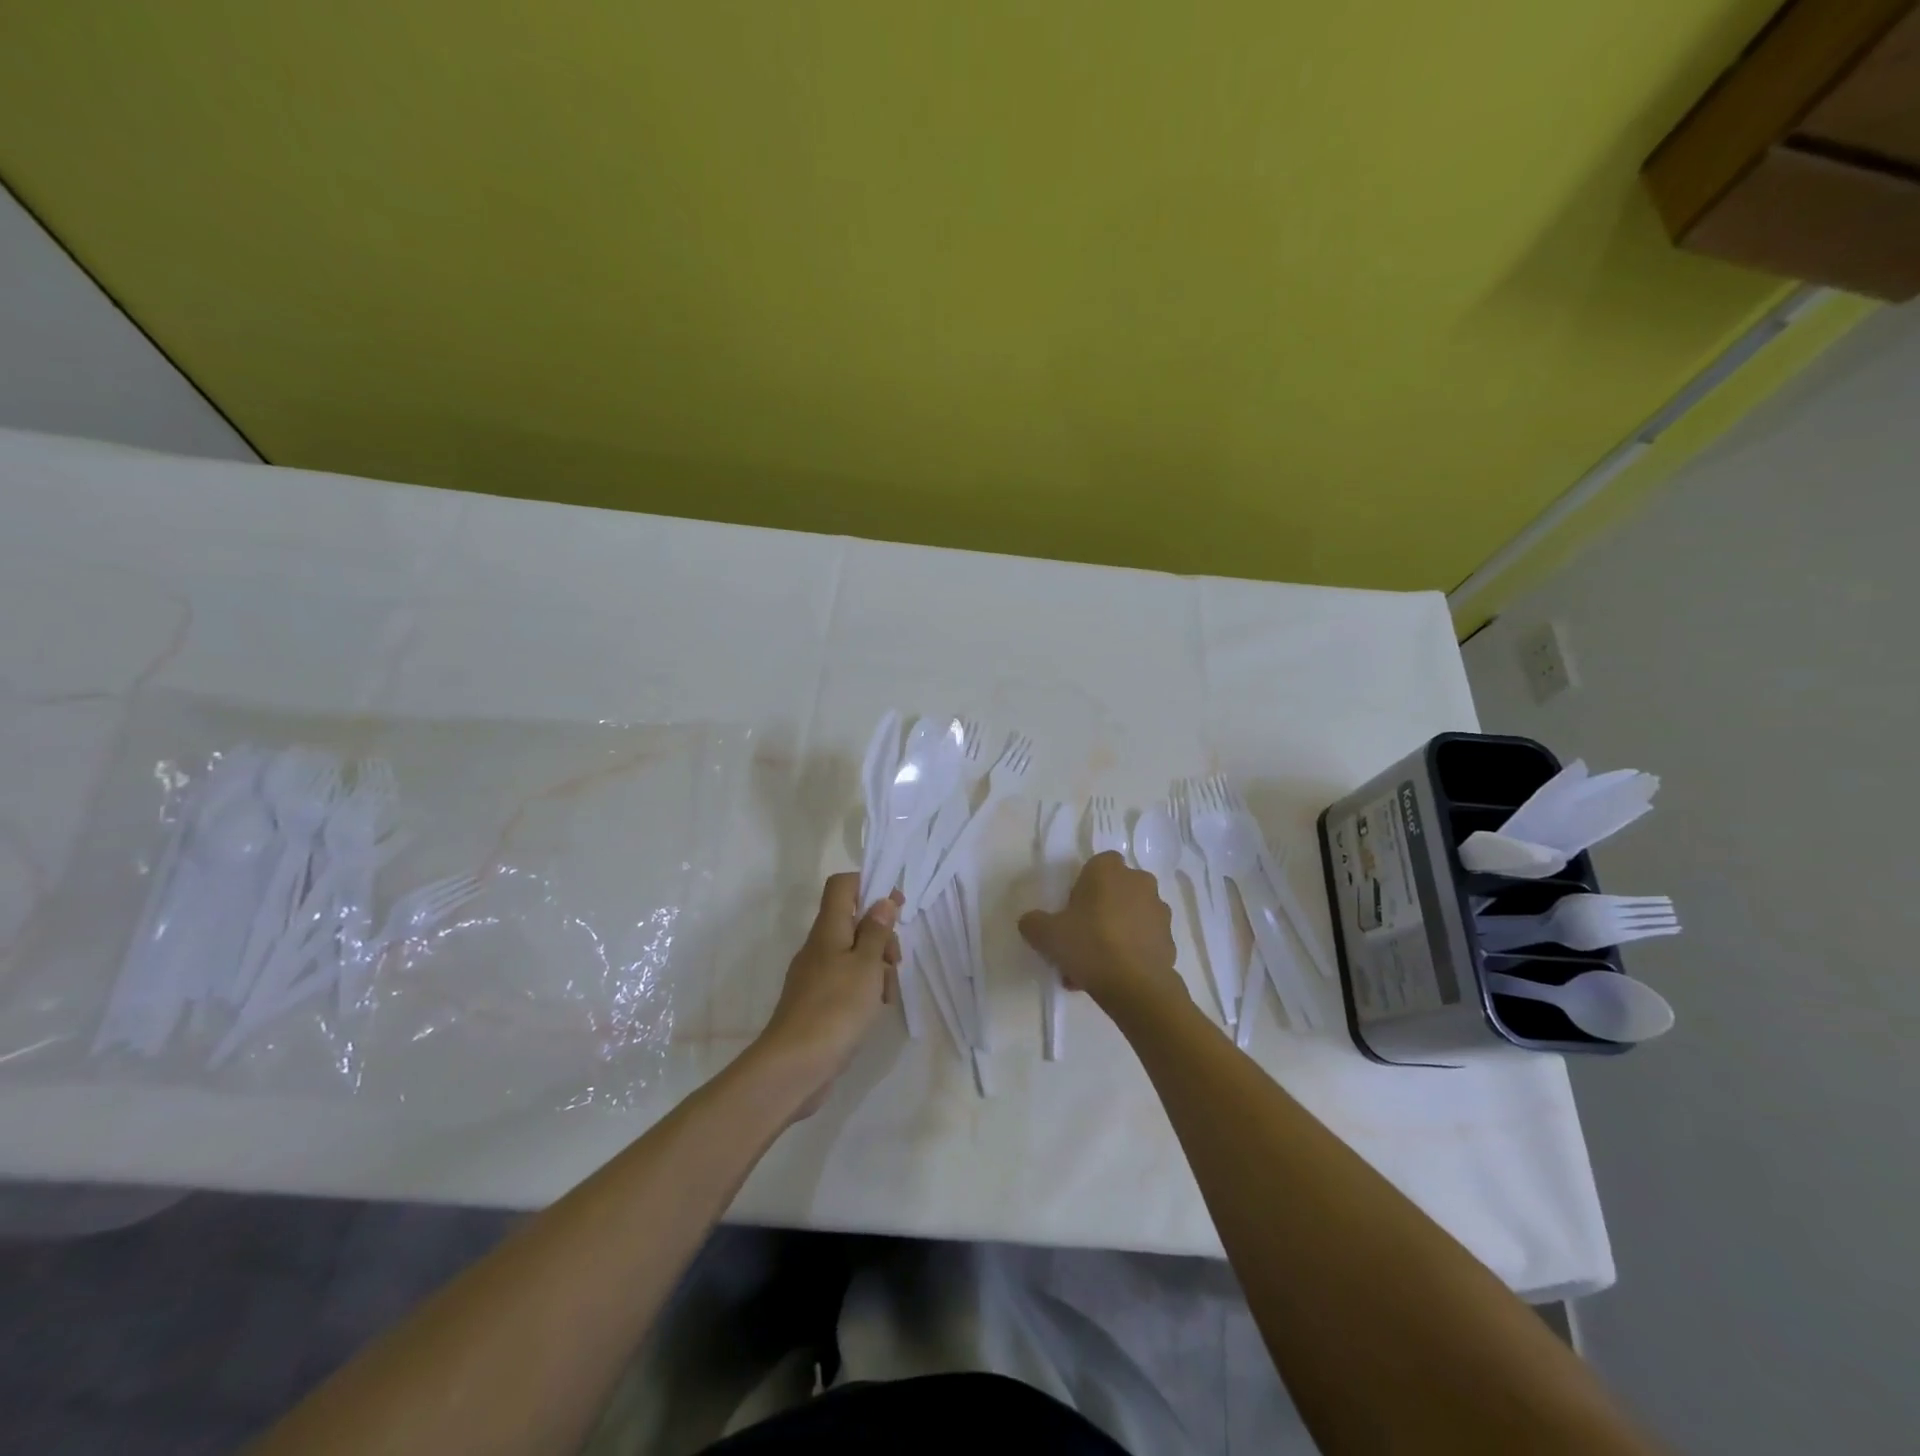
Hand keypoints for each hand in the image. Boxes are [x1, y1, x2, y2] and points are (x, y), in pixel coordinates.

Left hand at [752, 873, 901, 1117]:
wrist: (795, 1066)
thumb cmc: (836, 1008)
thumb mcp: (866, 965)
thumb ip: (876, 931)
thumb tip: (882, 900)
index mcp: (828, 929)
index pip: (842, 886)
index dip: (869, 885)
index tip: (896, 903)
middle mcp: (819, 946)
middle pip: (853, 921)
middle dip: (880, 934)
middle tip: (895, 960)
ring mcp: (815, 975)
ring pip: (853, 954)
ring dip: (876, 965)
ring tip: (887, 994)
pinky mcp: (818, 1002)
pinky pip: (846, 981)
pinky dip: (865, 987)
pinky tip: (875, 1009)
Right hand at [1019, 851, 1181, 1011]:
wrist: (1136, 986)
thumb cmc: (1089, 945)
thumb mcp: (1046, 934)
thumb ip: (1033, 922)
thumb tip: (1031, 922)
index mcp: (1109, 870)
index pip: (1096, 866)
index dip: (1083, 888)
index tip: (1072, 912)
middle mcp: (1139, 882)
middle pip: (1114, 892)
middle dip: (1099, 912)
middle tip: (1080, 940)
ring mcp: (1159, 911)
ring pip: (1129, 918)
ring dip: (1114, 934)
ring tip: (1094, 968)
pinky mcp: (1169, 940)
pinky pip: (1143, 941)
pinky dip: (1130, 953)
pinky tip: (1113, 977)